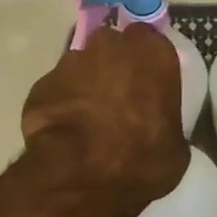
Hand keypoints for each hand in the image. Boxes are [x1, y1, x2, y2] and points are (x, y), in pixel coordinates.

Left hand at [21, 23, 186, 216]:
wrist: (82, 177)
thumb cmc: (142, 161)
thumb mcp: (175, 148)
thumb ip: (165, 121)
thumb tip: (156, 127)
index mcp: (153, 55)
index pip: (149, 39)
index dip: (145, 61)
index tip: (145, 82)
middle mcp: (111, 47)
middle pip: (111, 46)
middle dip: (113, 66)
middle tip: (117, 98)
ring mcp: (71, 62)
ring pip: (80, 66)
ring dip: (85, 85)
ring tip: (87, 119)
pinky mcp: (41, 84)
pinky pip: (56, 90)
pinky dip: (60, 105)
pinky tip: (64, 132)